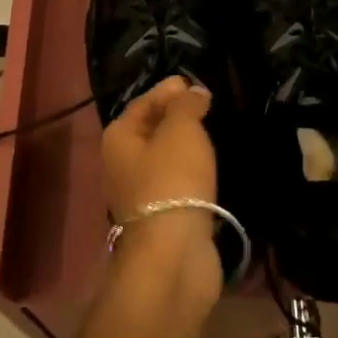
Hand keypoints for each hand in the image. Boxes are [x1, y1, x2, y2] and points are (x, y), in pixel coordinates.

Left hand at [100, 77, 219, 299]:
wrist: (174, 253)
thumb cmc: (172, 181)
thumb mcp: (181, 130)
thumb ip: (187, 105)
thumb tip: (193, 92)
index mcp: (119, 137)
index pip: (145, 100)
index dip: (171, 89)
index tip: (201, 84)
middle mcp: (122, 162)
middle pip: (154, 128)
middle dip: (180, 117)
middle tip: (214, 106)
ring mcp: (141, 192)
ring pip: (167, 158)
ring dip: (189, 146)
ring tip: (218, 132)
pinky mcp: (163, 215)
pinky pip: (179, 182)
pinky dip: (194, 172)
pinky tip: (214, 166)